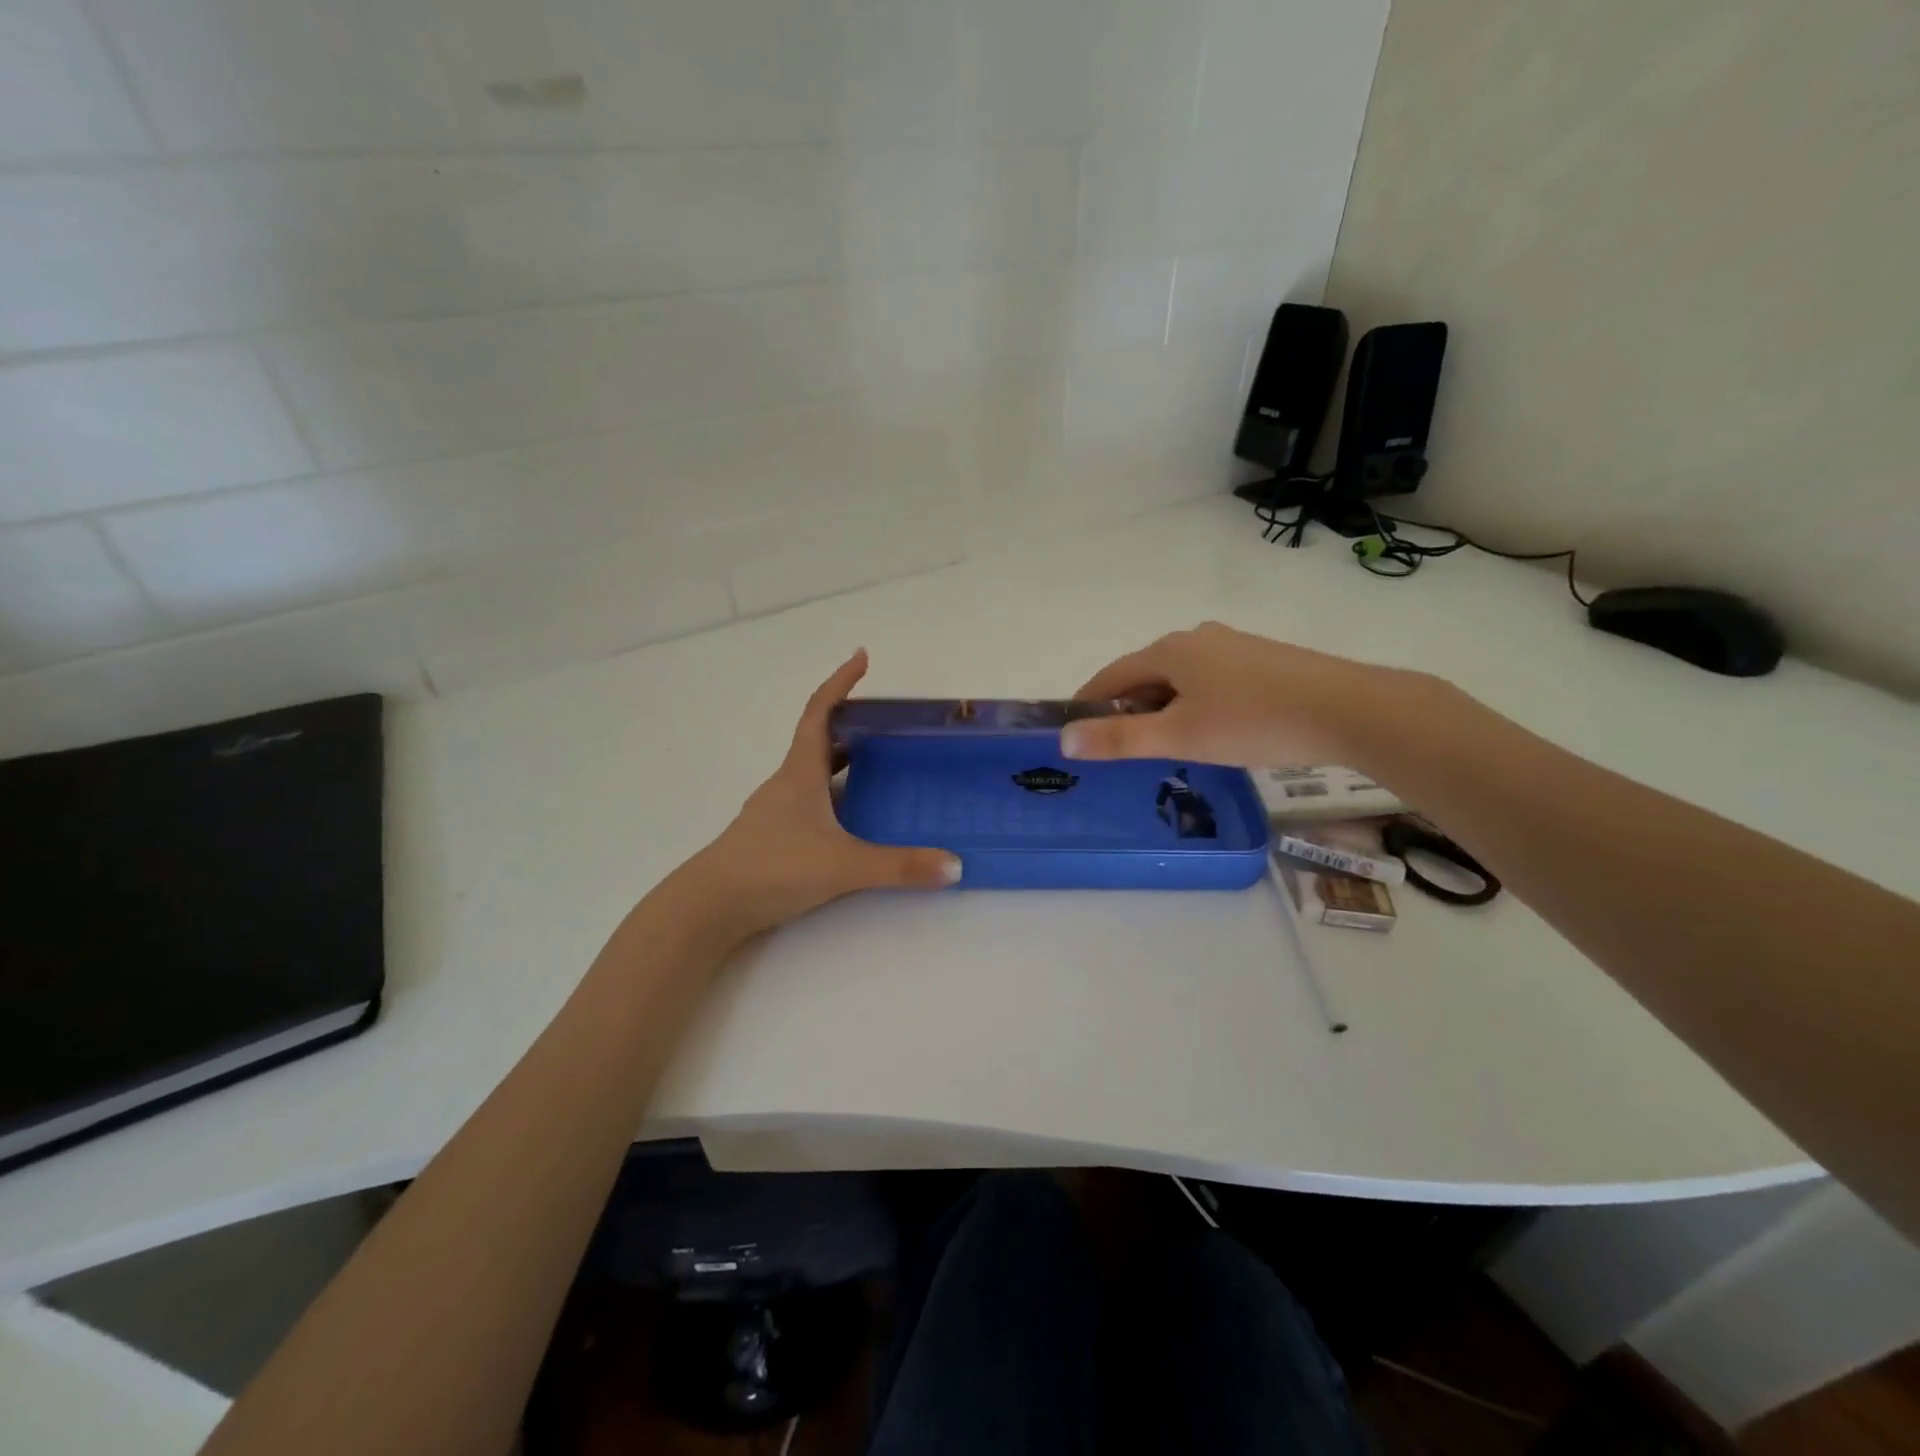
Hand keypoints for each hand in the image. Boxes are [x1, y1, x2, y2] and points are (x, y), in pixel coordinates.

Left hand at [679, 650, 959, 937]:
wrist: (709, 906)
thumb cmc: (773, 868)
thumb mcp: (842, 865)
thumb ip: (899, 866)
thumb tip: (955, 866)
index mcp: (800, 772)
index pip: (820, 712)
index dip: (840, 682)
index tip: (861, 657)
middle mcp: (787, 783)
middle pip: (818, 739)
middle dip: (851, 723)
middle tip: (887, 722)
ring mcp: (777, 811)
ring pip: (813, 772)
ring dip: (842, 760)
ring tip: (879, 763)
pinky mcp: (774, 837)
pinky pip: (811, 802)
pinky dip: (834, 794)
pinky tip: (853, 817)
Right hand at [1062, 621, 1414, 768]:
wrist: (1348, 710)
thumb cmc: (1253, 722)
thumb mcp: (1179, 737)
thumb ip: (1119, 739)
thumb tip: (1063, 740)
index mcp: (1169, 650)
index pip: (1111, 676)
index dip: (1088, 703)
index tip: (1075, 731)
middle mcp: (1196, 638)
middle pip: (1145, 675)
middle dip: (1127, 709)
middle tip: (1121, 749)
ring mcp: (1232, 645)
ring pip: (1179, 678)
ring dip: (1162, 708)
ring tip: (1166, 745)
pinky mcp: (1261, 659)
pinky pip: (1209, 680)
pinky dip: (1194, 703)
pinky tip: (1211, 730)